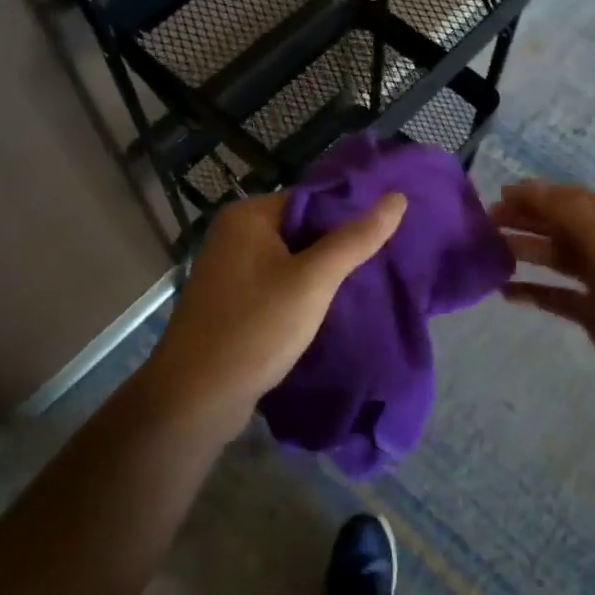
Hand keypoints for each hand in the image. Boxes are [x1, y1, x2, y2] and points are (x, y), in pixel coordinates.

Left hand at [147, 189, 407, 432]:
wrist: (197, 397)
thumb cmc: (256, 328)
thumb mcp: (313, 281)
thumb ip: (355, 239)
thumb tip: (397, 197)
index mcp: (248, 216)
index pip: (311, 199)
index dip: (350, 214)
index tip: (388, 232)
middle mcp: (234, 235)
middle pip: (302, 228)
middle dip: (339, 246)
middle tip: (384, 261)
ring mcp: (230, 271)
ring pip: (291, 260)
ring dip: (323, 273)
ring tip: (367, 284)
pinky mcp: (232, 302)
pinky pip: (278, 285)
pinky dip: (303, 294)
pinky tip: (332, 309)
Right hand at [493, 181, 594, 423]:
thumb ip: (571, 214)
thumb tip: (531, 188)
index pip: (574, 201)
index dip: (539, 195)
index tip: (500, 195)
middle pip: (563, 227)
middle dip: (527, 220)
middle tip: (487, 221)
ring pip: (558, 260)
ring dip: (527, 251)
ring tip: (490, 250)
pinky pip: (558, 296)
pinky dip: (533, 291)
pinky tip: (506, 292)